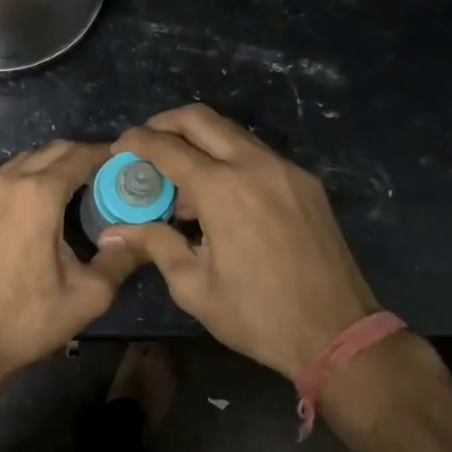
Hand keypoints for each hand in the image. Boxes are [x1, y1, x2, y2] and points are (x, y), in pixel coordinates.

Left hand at [0, 140, 140, 376]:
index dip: (106, 155)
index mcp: (39, 194)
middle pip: (51, 151)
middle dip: (80, 155)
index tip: (125, 163)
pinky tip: (29, 200)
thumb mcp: (88, 295)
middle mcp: (7, 180)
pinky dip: (19, 176)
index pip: (79, 156)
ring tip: (71, 187)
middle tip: (105, 175)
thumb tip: (140, 237)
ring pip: (22, 160)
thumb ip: (121, 259)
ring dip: (49, 164)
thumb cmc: (27, 317)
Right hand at [101, 105, 380, 379]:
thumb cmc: (258, 315)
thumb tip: (111, 234)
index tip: (116, 148)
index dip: (135, 142)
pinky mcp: (305, 182)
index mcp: (223, 189)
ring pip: (231, 132)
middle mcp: (254, 165)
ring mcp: (285, 170)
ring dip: (198, 141)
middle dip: (164, 123)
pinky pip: (256, 153)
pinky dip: (228, 158)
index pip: (167, 147)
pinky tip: (219, 195)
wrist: (339, 333)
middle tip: (144, 146)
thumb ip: (154, 245)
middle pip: (200, 119)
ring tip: (180, 179)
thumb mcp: (194, 287)